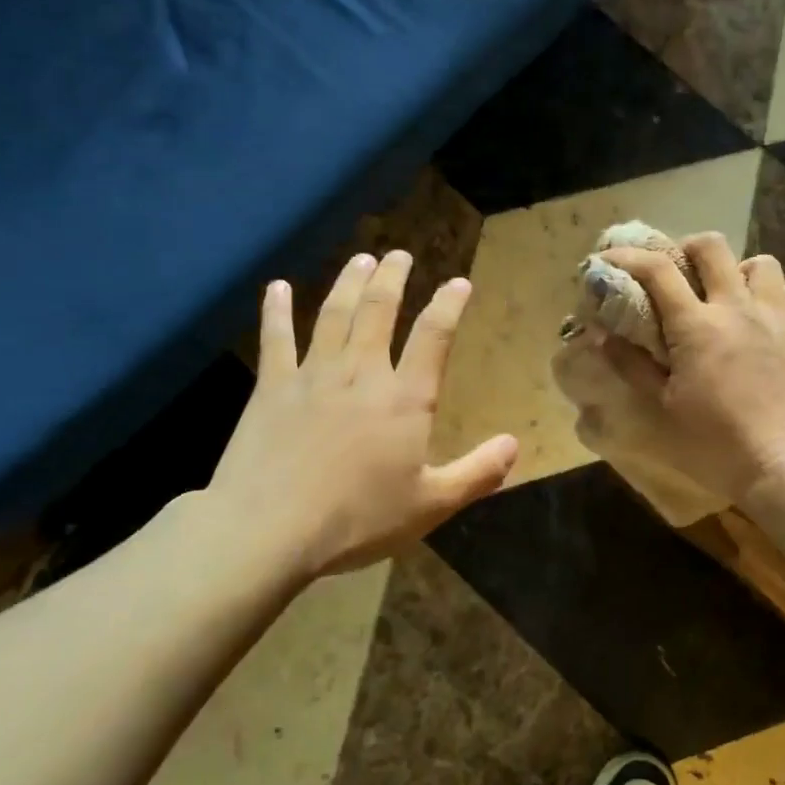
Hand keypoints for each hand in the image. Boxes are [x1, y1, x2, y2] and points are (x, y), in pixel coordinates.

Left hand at [203, 252, 518, 582]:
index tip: (459, 282)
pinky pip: (275, 338)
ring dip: (350, 282)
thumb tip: (515, 445)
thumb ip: (477, 473)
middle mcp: (361, 372)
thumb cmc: (357, 519)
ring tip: (361, 260)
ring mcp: (312, 375)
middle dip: (393, 277)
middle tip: (399, 255)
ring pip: (334, 314)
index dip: (449, 304)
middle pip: (379, 310)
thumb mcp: (431, 505)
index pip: (434, 336)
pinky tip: (278, 287)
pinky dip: (277, 310)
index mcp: (405, 398)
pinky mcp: (271, 387)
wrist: (269, 529)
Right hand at [593, 234, 784, 506]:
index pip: (656, 270)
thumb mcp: (663, 410)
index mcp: (696, 326)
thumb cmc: (716, 445)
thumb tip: (600, 335)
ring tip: (730, 295)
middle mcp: (737, 309)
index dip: (627, 256)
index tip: (608, 258)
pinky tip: (775, 314)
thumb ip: (632, 366)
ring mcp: (777, 319)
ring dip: (740, 271)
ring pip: (763, 264)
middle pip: (712, 247)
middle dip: (687, 248)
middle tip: (678, 272)